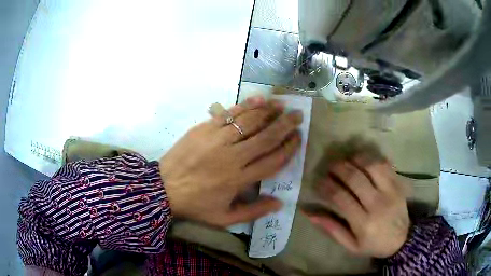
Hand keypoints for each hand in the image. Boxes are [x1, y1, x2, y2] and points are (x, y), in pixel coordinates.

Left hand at [160, 96, 302, 226]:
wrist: (163, 188)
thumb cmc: (195, 205)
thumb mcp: (224, 218)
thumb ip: (253, 212)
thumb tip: (280, 203)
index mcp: (239, 180)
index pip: (272, 161)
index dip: (288, 149)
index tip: (298, 138)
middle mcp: (232, 157)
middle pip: (265, 138)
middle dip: (285, 125)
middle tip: (298, 115)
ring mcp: (217, 140)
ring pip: (249, 122)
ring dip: (268, 112)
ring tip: (282, 105)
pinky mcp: (203, 129)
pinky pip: (228, 115)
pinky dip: (244, 106)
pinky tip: (258, 100)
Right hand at [306, 155, 409, 257]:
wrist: (402, 240)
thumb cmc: (374, 244)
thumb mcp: (351, 245)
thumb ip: (332, 228)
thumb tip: (309, 213)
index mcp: (363, 223)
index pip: (340, 198)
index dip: (326, 186)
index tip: (319, 181)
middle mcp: (377, 204)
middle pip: (355, 178)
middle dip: (338, 168)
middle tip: (330, 166)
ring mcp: (390, 192)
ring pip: (371, 166)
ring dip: (356, 159)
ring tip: (347, 159)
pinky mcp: (398, 184)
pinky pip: (385, 165)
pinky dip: (372, 159)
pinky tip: (364, 160)